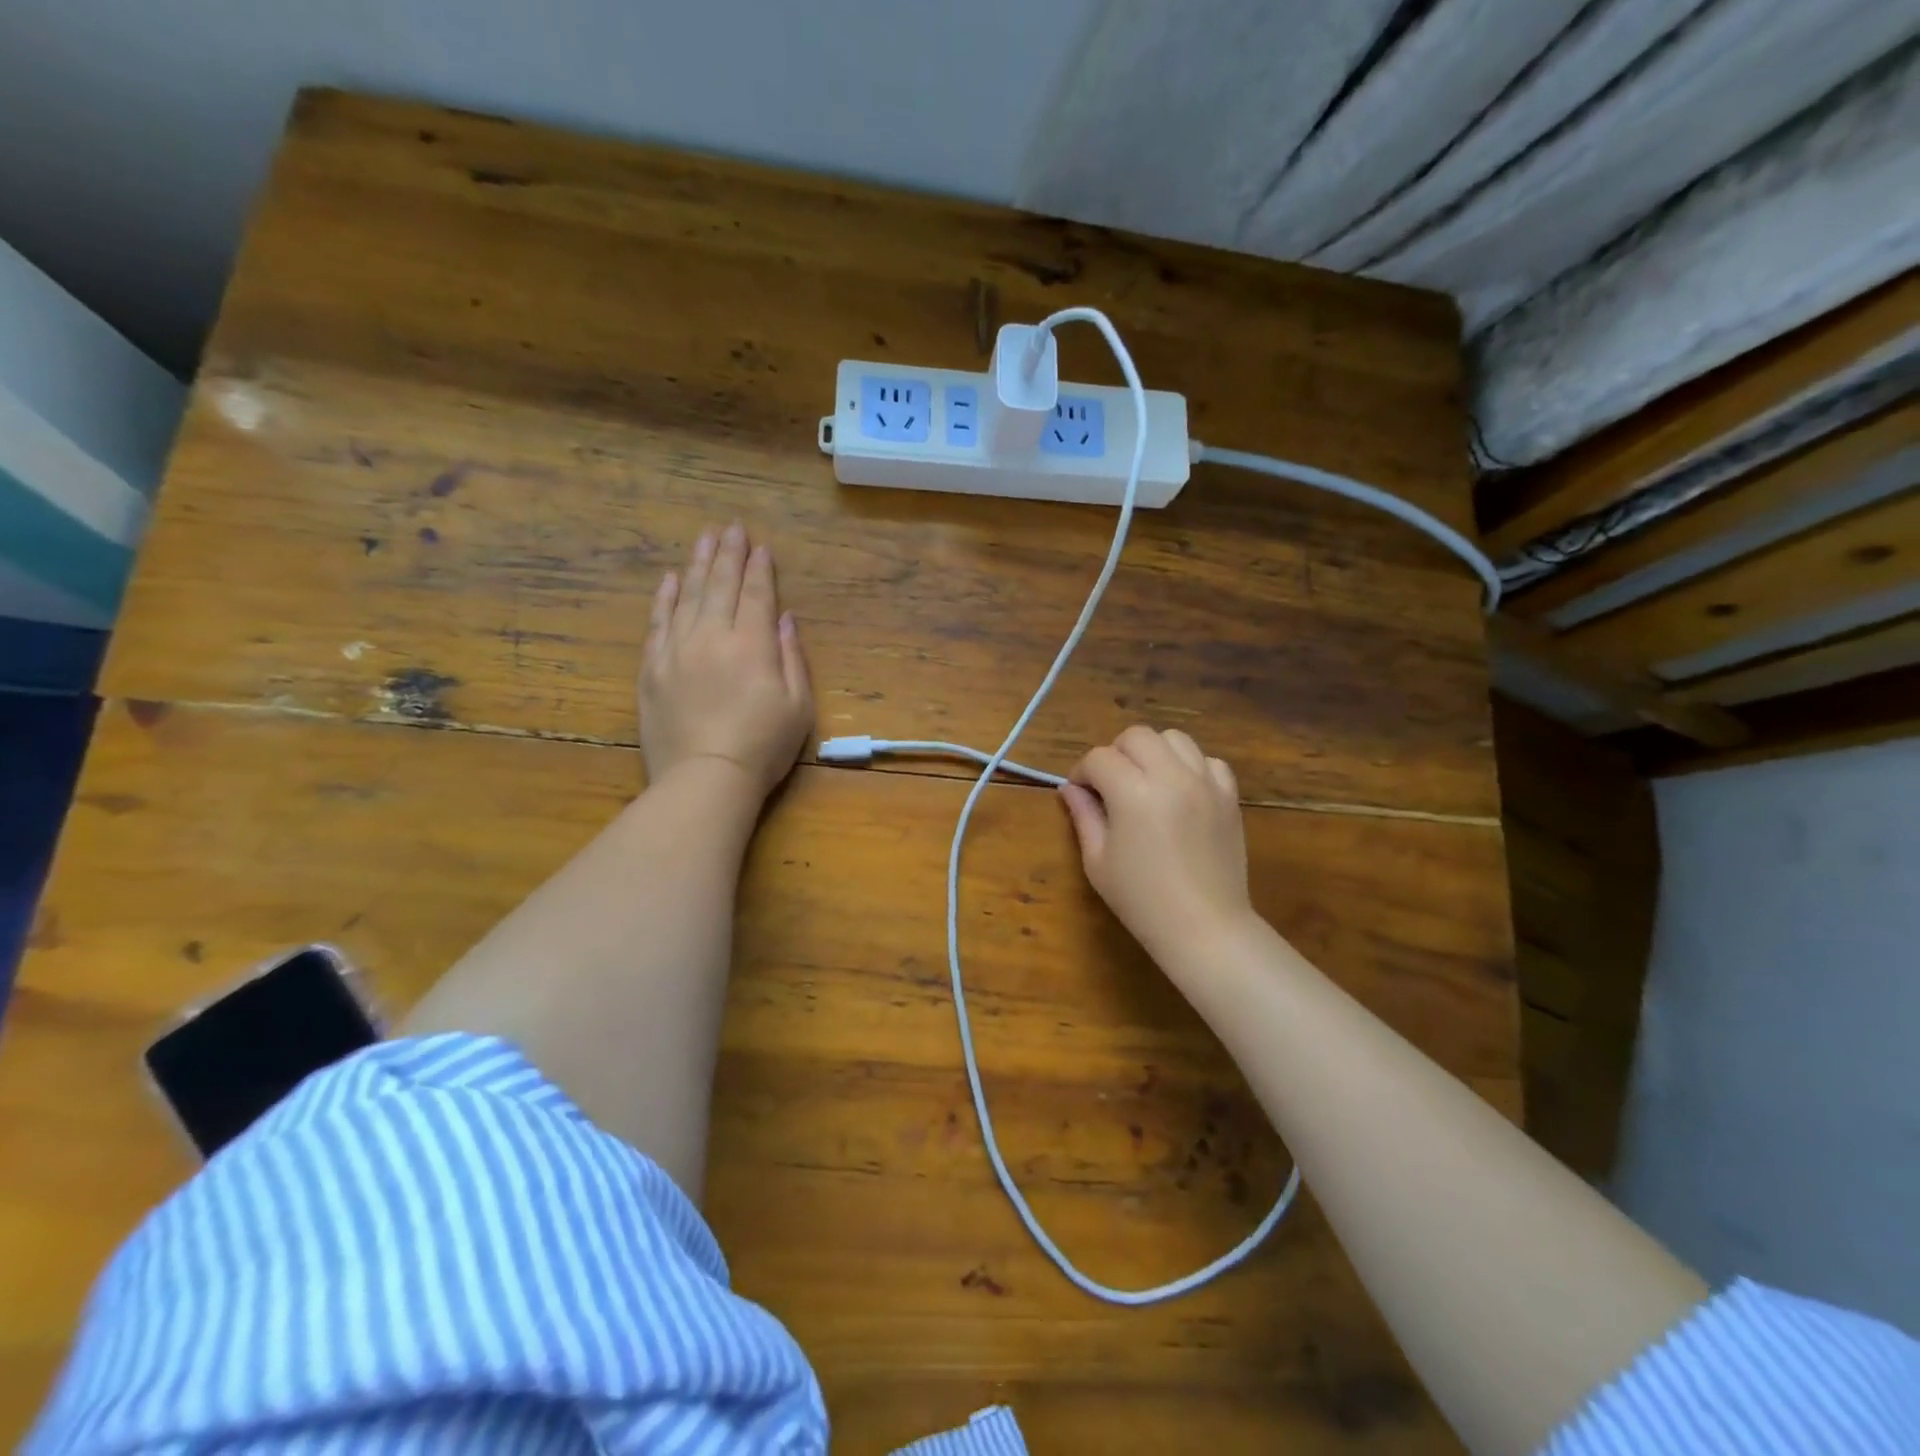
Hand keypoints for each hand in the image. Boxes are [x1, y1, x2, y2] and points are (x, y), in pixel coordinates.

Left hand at [639, 523, 814, 796]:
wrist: (704, 779)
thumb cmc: (762, 747)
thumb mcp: (798, 706)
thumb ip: (792, 657)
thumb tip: (785, 618)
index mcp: (753, 645)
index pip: (756, 594)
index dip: (759, 568)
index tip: (759, 545)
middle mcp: (713, 637)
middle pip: (720, 585)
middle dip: (728, 553)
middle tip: (731, 527)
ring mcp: (677, 650)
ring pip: (686, 596)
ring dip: (696, 564)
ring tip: (703, 538)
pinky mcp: (652, 669)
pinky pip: (657, 622)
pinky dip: (664, 597)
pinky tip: (669, 579)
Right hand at [1060, 726, 1253, 968]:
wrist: (1205, 927)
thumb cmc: (1141, 899)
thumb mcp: (1098, 861)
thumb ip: (1084, 816)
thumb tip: (1069, 789)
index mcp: (1133, 792)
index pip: (1099, 758)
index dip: (1082, 772)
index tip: (1080, 792)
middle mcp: (1171, 775)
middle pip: (1137, 736)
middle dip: (1116, 753)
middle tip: (1110, 784)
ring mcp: (1205, 782)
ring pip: (1175, 738)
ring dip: (1153, 752)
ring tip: (1146, 780)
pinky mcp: (1229, 796)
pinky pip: (1209, 761)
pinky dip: (1191, 766)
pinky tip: (1181, 791)